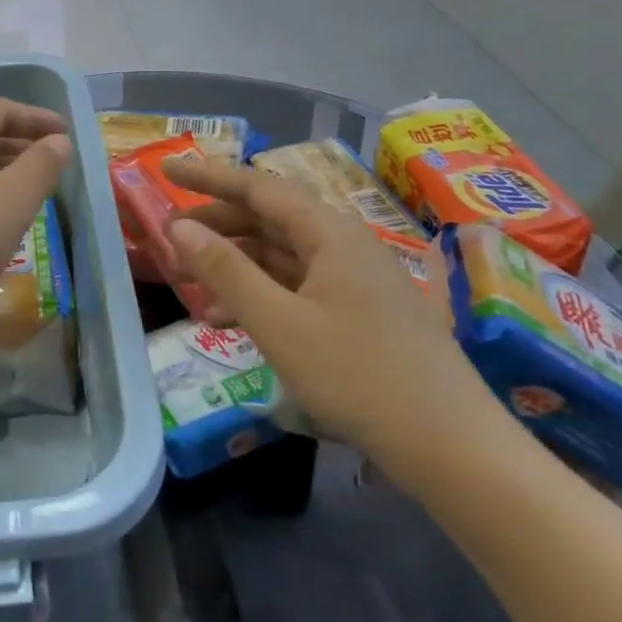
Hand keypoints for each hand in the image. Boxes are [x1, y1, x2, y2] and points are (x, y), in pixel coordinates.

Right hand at [164, 159, 498, 481]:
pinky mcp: (361, 314)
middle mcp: (344, 245)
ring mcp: (356, 281)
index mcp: (329, 233)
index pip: (258, 187)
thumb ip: (225, 270)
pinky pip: (299, 287)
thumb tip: (179, 227)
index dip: (208, 177)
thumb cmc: (359, 377)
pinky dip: (261, 295)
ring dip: (235, 266)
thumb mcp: (278, 323)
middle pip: (269, 219)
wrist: (455, 451)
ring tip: (190, 286)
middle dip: (217, 226)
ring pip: (282, 256)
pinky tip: (230, 322)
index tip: (166, 170)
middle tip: (170, 237)